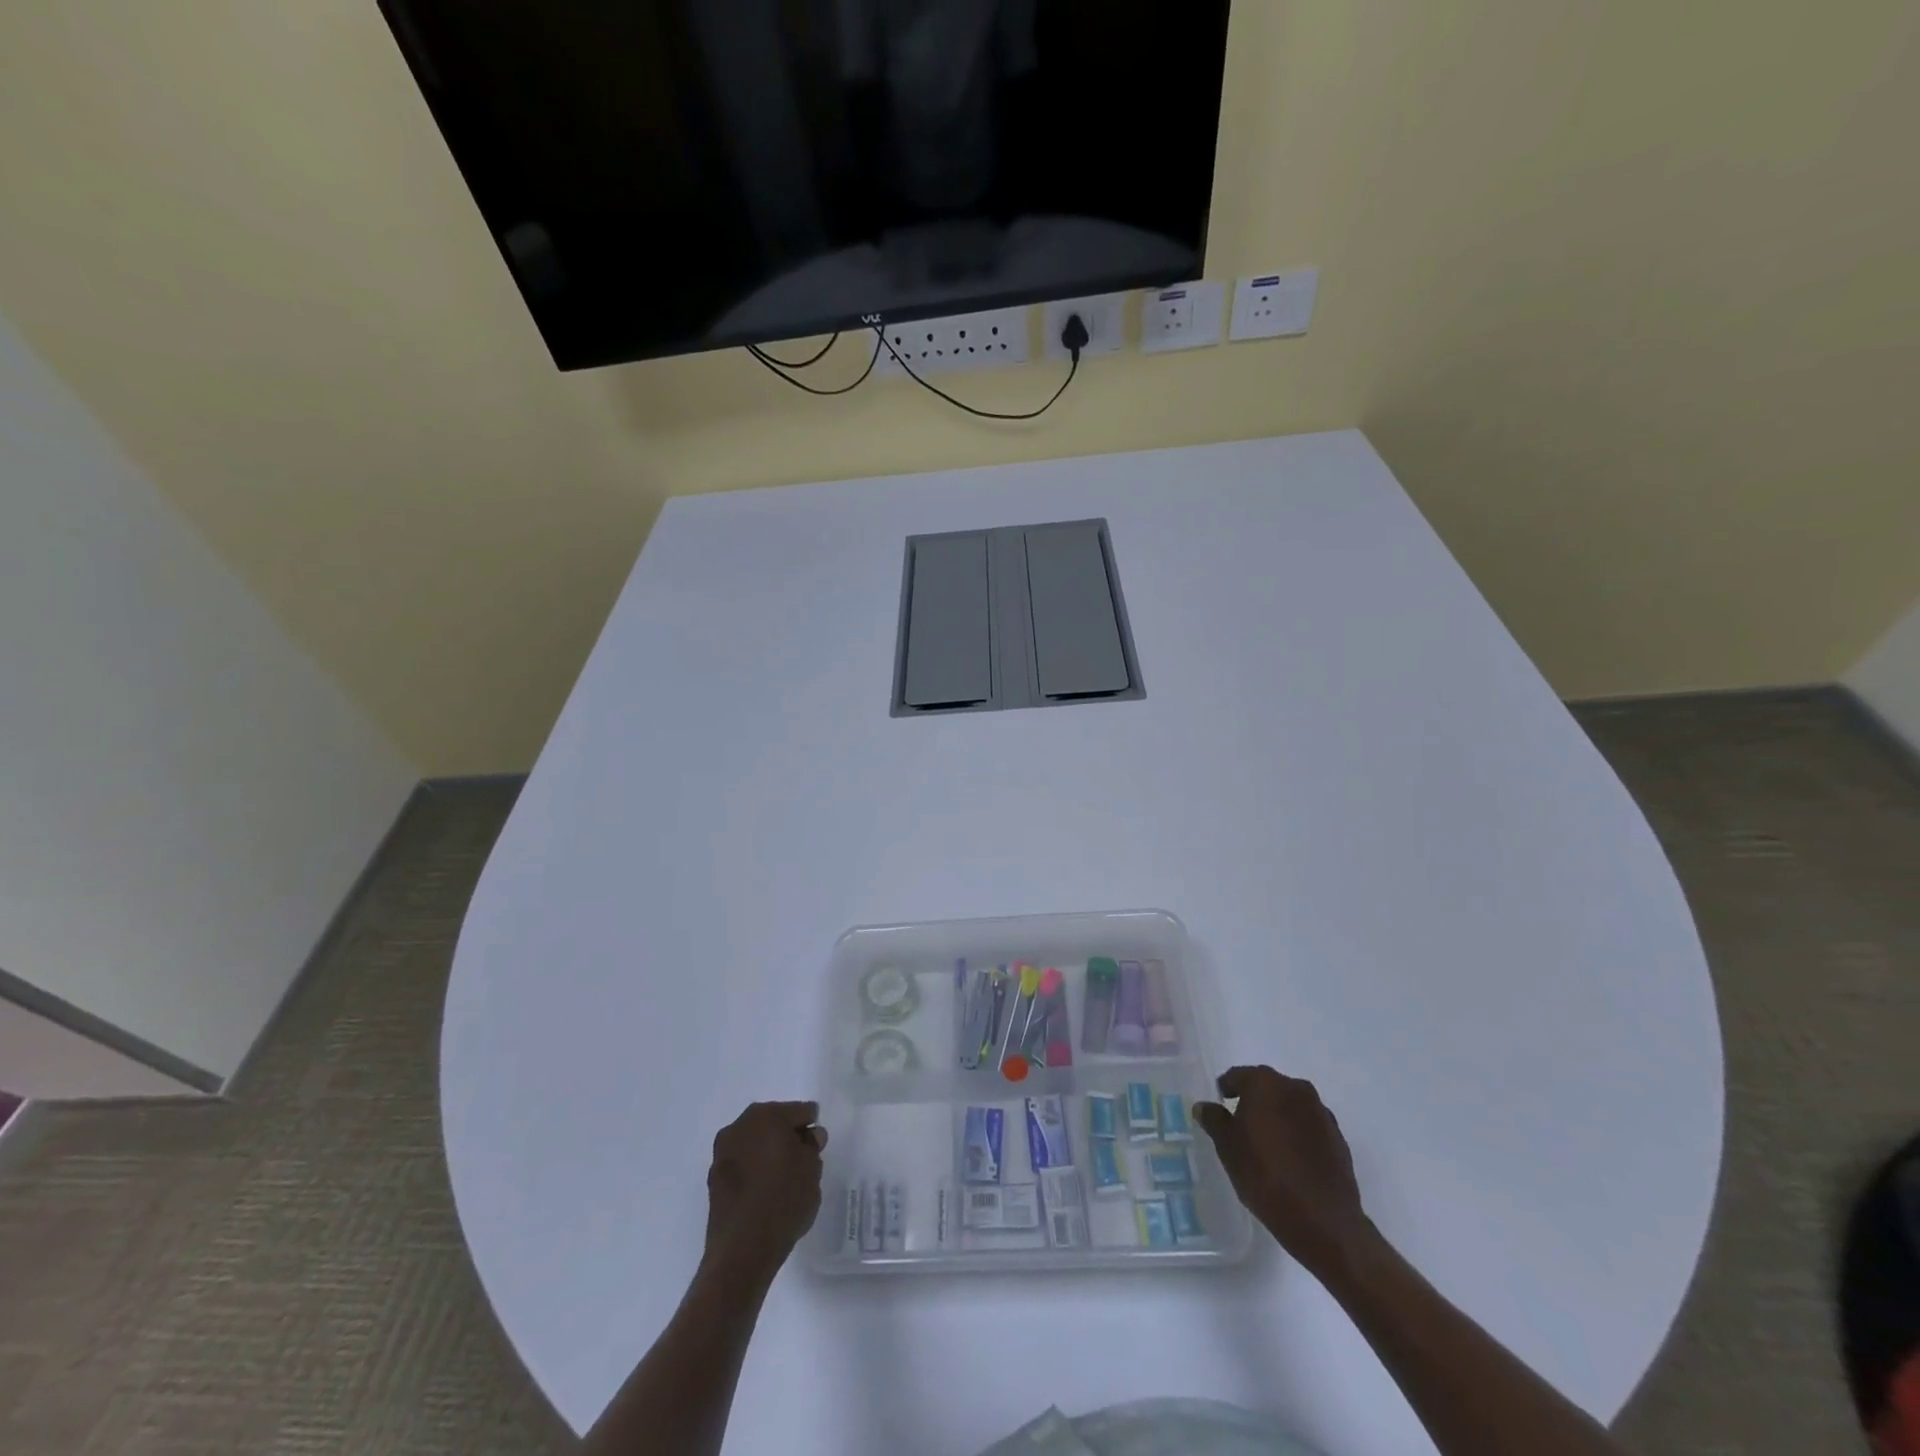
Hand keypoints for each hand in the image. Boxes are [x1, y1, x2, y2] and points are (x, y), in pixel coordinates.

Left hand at [702, 1102, 826, 1284]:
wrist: (742, 1250)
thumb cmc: (784, 1200)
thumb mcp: (812, 1169)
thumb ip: (812, 1146)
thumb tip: (808, 1136)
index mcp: (767, 1115)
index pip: (799, 1111)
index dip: (811, 1128)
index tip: (817, 1148)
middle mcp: (740, 1125)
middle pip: (774, 1123)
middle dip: (788, 1137)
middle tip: (802, 1161)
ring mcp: (723, 1152)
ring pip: (755, 1143)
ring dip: (769, 1153)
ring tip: (783, 1179)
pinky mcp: (714, 1178)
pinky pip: (742, 1164)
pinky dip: (754, 1170)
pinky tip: (765, 1191)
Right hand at [1196, 1066, 1376, 1275]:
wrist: (1323, 1220)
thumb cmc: (1265, 1175)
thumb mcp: (1227, 1148)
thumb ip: (1214, 1120)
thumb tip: (1204, 1106)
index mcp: (1265, 1083)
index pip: (1237, 1077)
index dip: (1225, 1091)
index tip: (1219, 1109)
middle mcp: (1295, 1088)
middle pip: (1266, 1088)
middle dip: (1253, 1103)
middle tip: (1241, 1128)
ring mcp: (1321, 1112)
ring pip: (1289, 1106)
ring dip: (1277, 1118)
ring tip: (1267, 1147)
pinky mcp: (1338, 1137)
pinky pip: (1309, 1126)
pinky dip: (1297, 1134)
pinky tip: (1291, 1161)